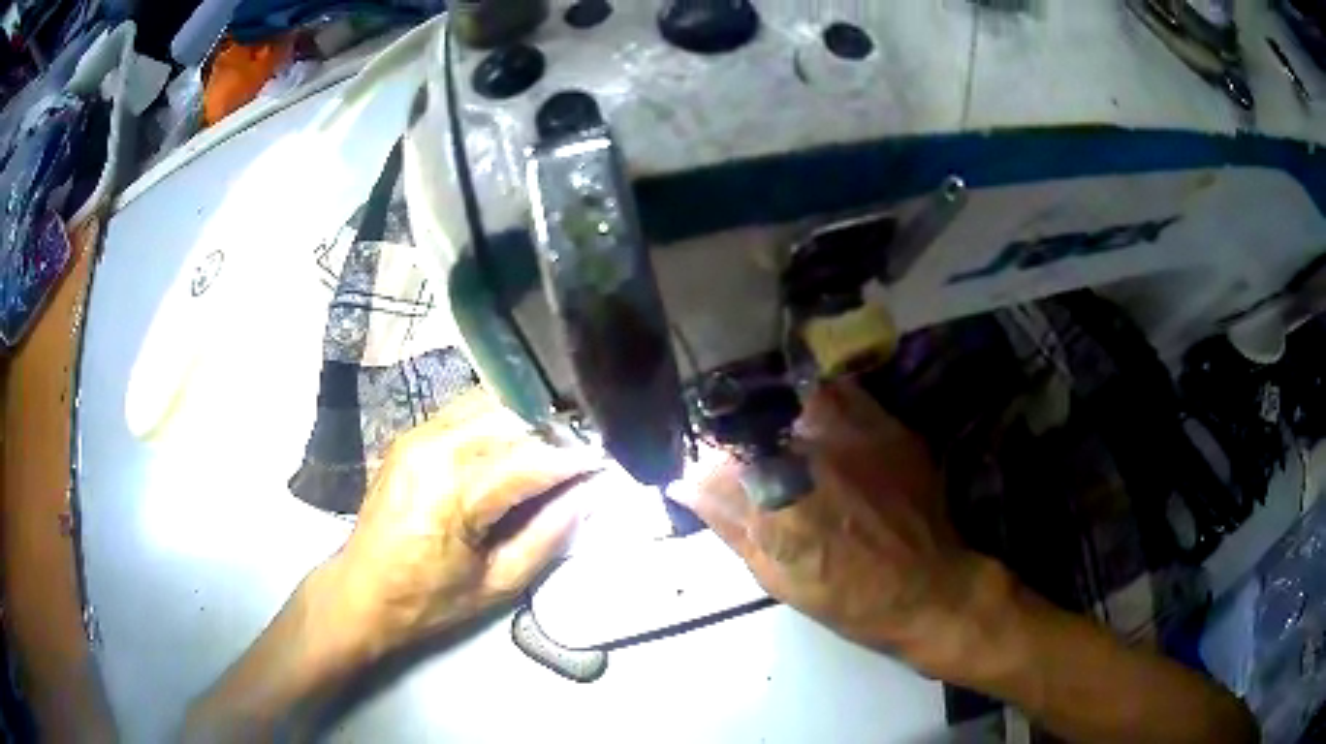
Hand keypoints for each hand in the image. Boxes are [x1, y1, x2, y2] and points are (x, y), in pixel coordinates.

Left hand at [327, 390, 597, 652]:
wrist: (361, 590)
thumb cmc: (429, 599)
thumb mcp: (497, 583)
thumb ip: (547, 537)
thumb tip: (585, 497)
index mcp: (454, 493)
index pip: (530, 460)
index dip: (574, 459)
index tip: (606, 460)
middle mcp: (435, 449)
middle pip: (512, 420)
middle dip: (555, 433)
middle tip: (586, 450)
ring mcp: (418, 435)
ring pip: (491, 405)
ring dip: (528, 420)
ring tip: (557, 443)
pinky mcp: (411, 434)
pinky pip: (466, 410)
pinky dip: (499, 419)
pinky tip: (517, 438)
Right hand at [678, 380, 1000, 675]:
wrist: (928, 588)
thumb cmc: (849, 599)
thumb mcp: (778, 578)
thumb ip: (730, 526)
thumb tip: (683, 486)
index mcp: (775, 503)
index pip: (716, 466)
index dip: (707, 469)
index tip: (709, 476)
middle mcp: (810, 460)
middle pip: (753, 426)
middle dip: (739, 437)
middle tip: (744, 452)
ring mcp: (851, 437)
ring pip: (794, 396)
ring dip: (777, 409)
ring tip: (778, 427)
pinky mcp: (885, 427)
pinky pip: (842, 392)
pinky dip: (820, 398)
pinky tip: (818, 415)